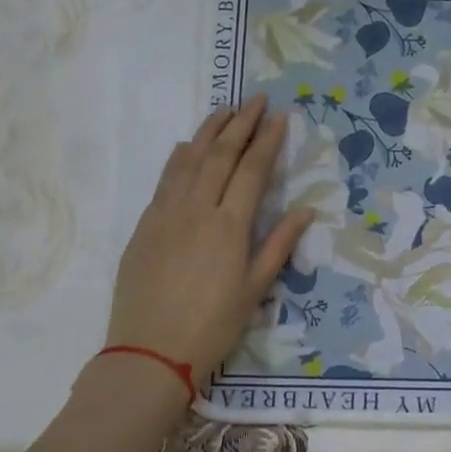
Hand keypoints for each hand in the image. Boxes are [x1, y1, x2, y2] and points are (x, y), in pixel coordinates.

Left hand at [105, 95, 312, 388]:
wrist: (150, 352)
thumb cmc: (212, 326)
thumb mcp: (254, 290)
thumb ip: (279, 245)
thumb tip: (305, 210)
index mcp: (229, 226)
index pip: (252, 171)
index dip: (267, 141)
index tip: (279, 116)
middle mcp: (197, 209)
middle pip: (220, 155)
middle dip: (241, 124)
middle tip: (256, 99)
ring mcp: (166, 214)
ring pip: (189, 160)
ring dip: (209, 131)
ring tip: (224, 110)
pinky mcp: (145, 224)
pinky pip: (165, 179)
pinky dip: (179, 157)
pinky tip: (187, 146)